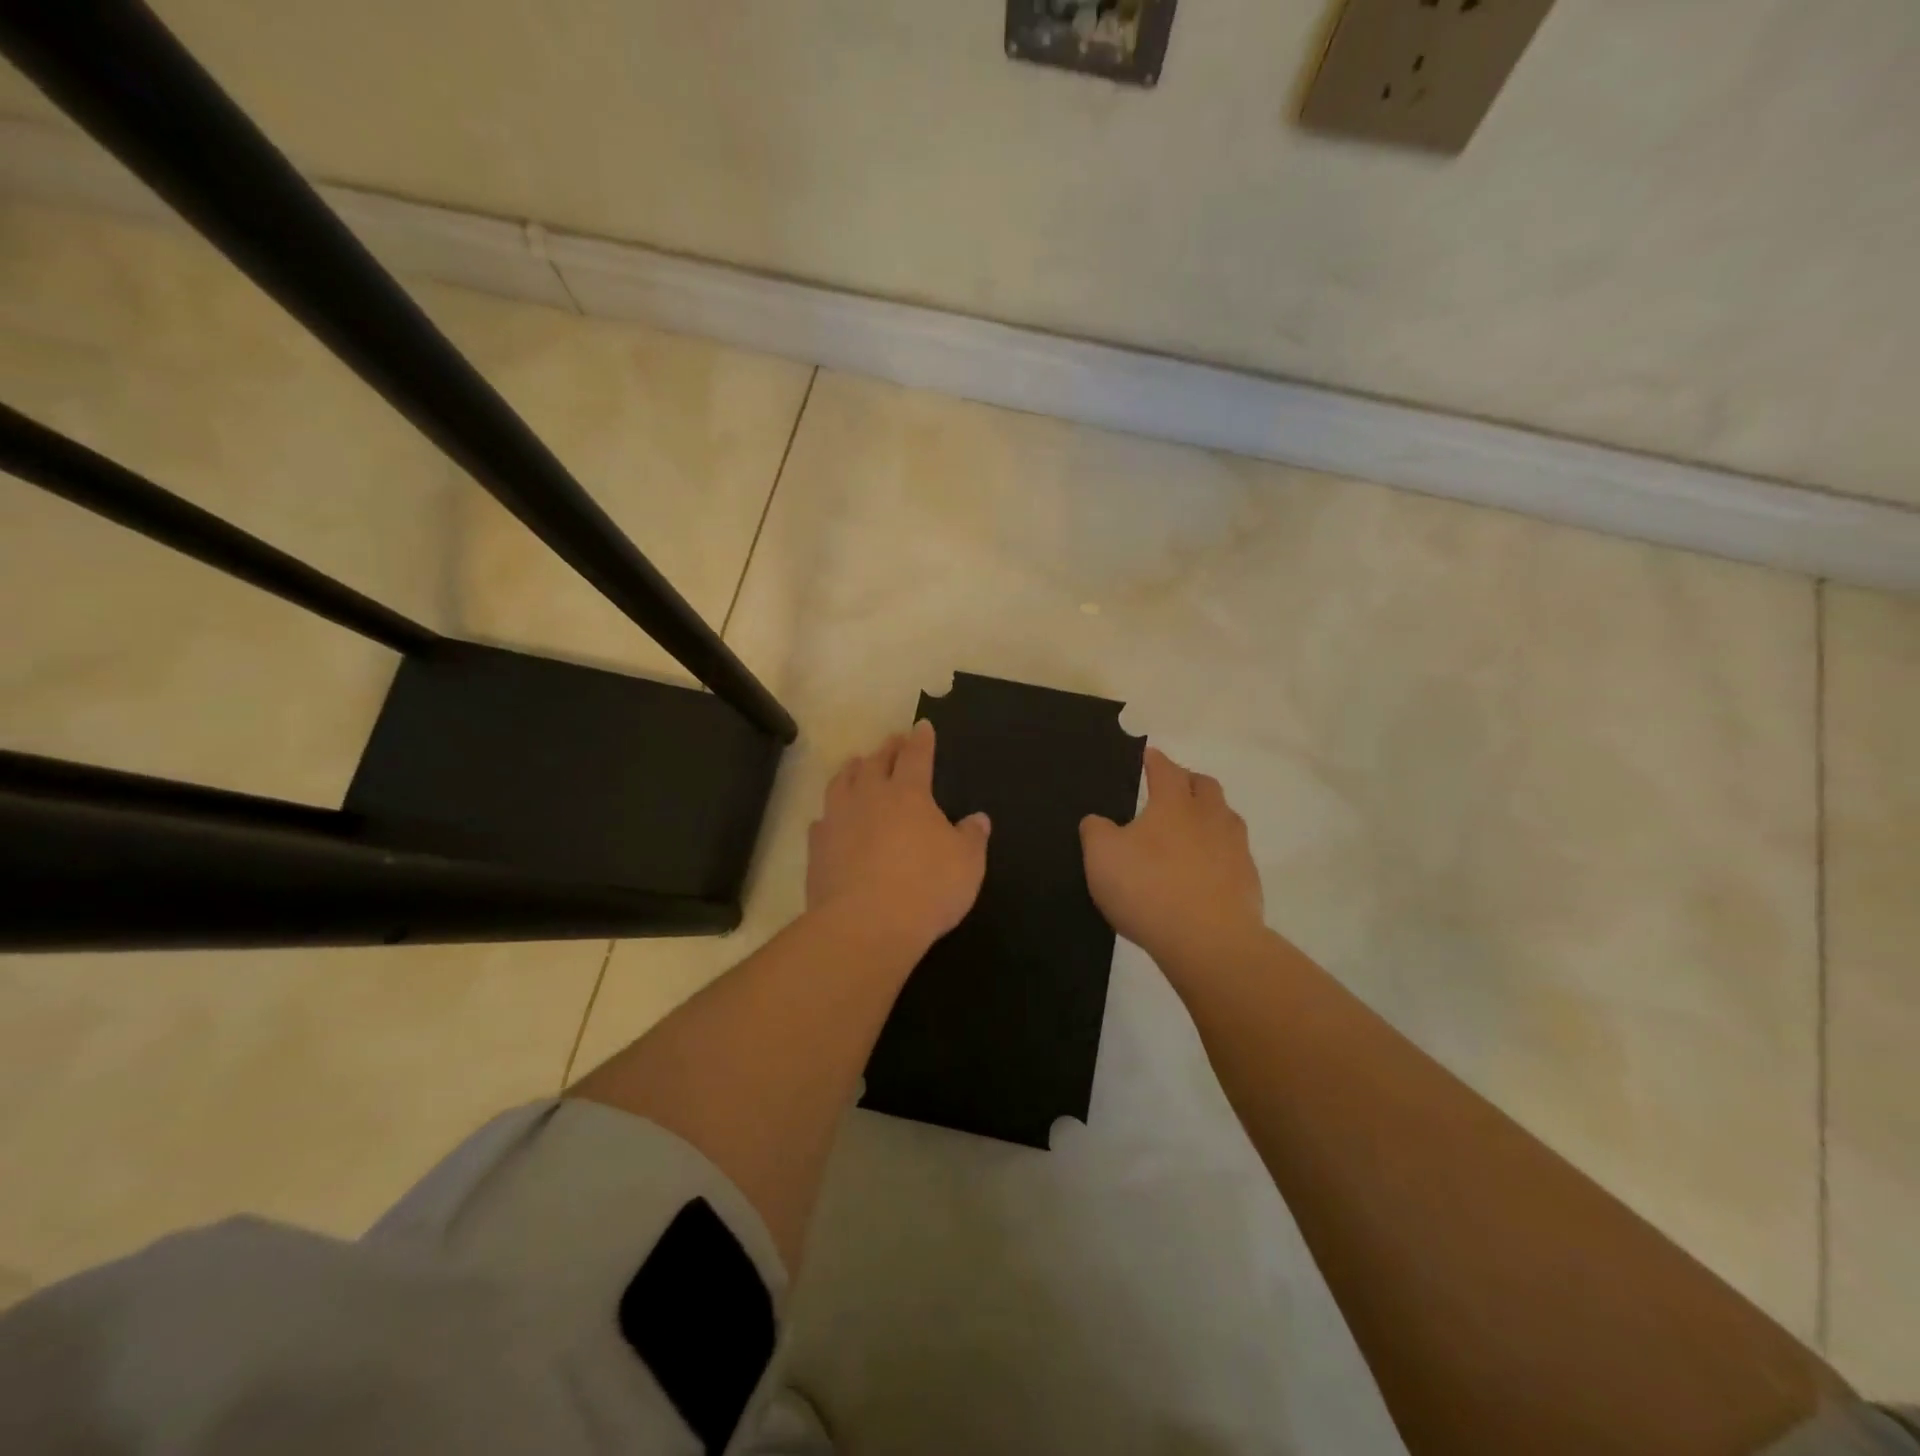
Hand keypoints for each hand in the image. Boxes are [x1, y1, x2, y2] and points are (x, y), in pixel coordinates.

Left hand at [806, 720, 990, 959]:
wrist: (865, 924)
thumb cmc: (926, 888)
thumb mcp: (967, 864)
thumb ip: (972, 837)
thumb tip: (978, 818)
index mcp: (909, 793)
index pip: (916, 756)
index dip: (921, 740)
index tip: (921, 726)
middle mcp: (870, 796)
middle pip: (876, 762)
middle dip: (887, 749)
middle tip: (892, 741)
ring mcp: (838, 819)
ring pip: (842, 782)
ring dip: (852, 770)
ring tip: (857, 765)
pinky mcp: (817, 848)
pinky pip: (822, 821)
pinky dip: (830, 814)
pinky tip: (830, 819)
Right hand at [1080, 747, 1267, 981]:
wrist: (1209, 942)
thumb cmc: (1148, 889)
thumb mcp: (1101, 857)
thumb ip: (1096, 831)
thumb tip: (1098, 821)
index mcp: (1174, 804)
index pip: (1165, 769)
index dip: (1154, 760)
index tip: (1148, 755)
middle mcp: (1210, 817)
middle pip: (1205, 786)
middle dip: (1188, 781)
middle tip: (1171, 789)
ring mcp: (1235, 849)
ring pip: (1225, 818)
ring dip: (1209, 815)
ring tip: (1190, 829)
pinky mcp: (1248, 881)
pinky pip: (1233, 854)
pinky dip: (1219, 853)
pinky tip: (1204, 870)